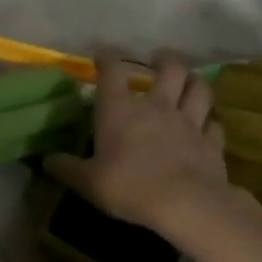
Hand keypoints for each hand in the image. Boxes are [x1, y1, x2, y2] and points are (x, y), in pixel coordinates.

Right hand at [46, 54, 228, 232]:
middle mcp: (156, 106)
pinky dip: (211, 123)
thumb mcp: (88, 181)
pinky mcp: (212, 144)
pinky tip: (207, 126)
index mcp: (120, 109)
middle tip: (160, 58)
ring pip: (199, 90)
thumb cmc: (130, 186)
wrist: (187, 205)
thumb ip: (67, 168)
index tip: (102, 55)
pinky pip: (215, 125)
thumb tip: (46, 161)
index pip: (111, 71)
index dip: (106, 59)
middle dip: (165, 59)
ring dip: (195, 81)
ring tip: (190, 80)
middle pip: (169, 69)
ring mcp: (188, 123)